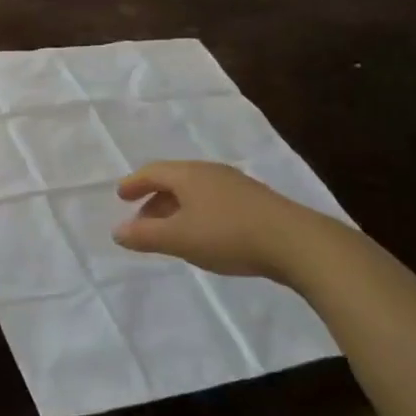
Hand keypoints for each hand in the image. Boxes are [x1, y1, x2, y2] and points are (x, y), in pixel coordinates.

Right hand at [114, 161, 332, 283]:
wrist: (297, 243)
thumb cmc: (228, 235)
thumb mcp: (179, 239)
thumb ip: (145, 235)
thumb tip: (117, 231)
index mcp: (188, 175)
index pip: (153, 172)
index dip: (134, 183)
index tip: (121, 196)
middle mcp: (210, 172)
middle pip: (174, 179)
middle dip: (154, 198)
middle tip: (142, 220)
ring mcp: (236, 185)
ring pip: (195, 191)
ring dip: (176, 208)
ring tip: (171, 231)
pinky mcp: (255, 202)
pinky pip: (214, 200)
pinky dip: (197, 212)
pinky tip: (203, 234)